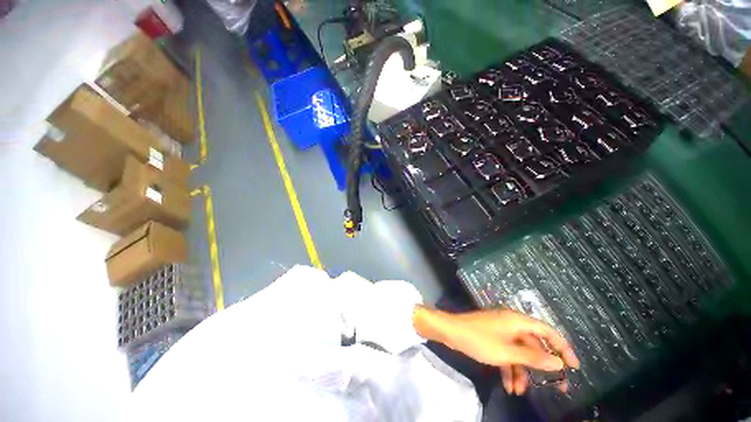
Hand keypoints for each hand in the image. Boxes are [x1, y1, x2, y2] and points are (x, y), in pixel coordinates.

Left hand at [413, 307, 579, 394]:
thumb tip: (558, 363)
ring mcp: (501, 331)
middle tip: (555, 388)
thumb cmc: (479, 340)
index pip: (548, 331)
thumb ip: (533, 358)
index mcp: (517, 321)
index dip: (563, 347)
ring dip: (521, 372)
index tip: (574, 367)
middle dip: (542, 367)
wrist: (450, 332)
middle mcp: (511, 323)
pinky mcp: (492, 338)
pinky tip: (508, 386)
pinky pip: (507, 353)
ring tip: (519, 392)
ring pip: (519, 353)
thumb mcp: (507, 352)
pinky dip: (509, 368)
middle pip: (534, 345)